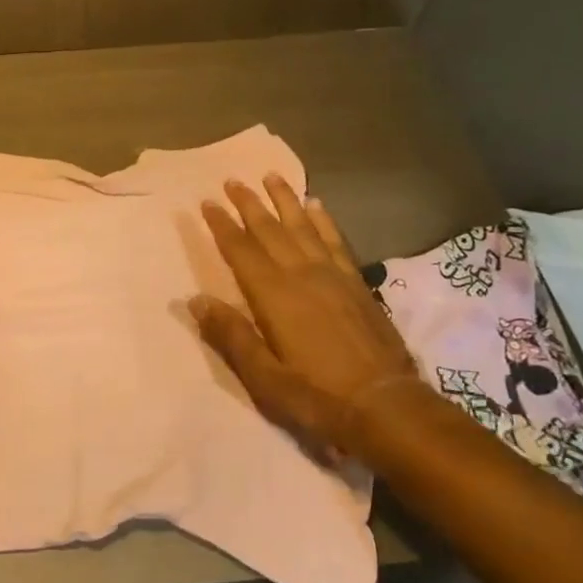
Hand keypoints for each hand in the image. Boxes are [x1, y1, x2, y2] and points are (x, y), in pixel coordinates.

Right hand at [190, 175, 423, 459]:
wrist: (387, 406)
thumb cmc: (317, 396)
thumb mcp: (264, 377)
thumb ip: (231, 335)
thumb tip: (195, 300)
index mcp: (274, 296)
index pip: (241, 251)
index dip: (222, 226)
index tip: (207, 203)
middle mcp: (302, 275)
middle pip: (270, 230)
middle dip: (249, 204)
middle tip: (232, 180)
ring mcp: (333, 276)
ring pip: (303, 227)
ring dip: (285, 201)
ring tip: (271, 176)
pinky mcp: (357, 284)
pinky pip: (335, 241)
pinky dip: (323, 220)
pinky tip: (317, 206)